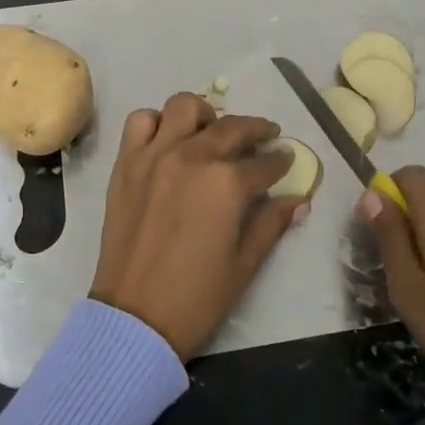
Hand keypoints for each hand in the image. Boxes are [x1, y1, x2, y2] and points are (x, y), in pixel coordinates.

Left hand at [90, 92, 308, 359]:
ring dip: (204, 115)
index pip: (265, 162)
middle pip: (232, 126)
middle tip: (265, 136)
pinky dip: (157, 123)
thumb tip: (298, 200)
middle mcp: (192, 156)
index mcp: (227, 183)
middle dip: (256, 129)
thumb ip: (271, 223)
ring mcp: (155, 155)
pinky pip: (140, 122)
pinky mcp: (126, 163)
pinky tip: (168, 141)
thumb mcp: (245, 263)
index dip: (281, 160)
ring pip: (184, 107)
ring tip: (211, 132)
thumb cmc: (197, 296)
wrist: (134, 317)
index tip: (287, 158)